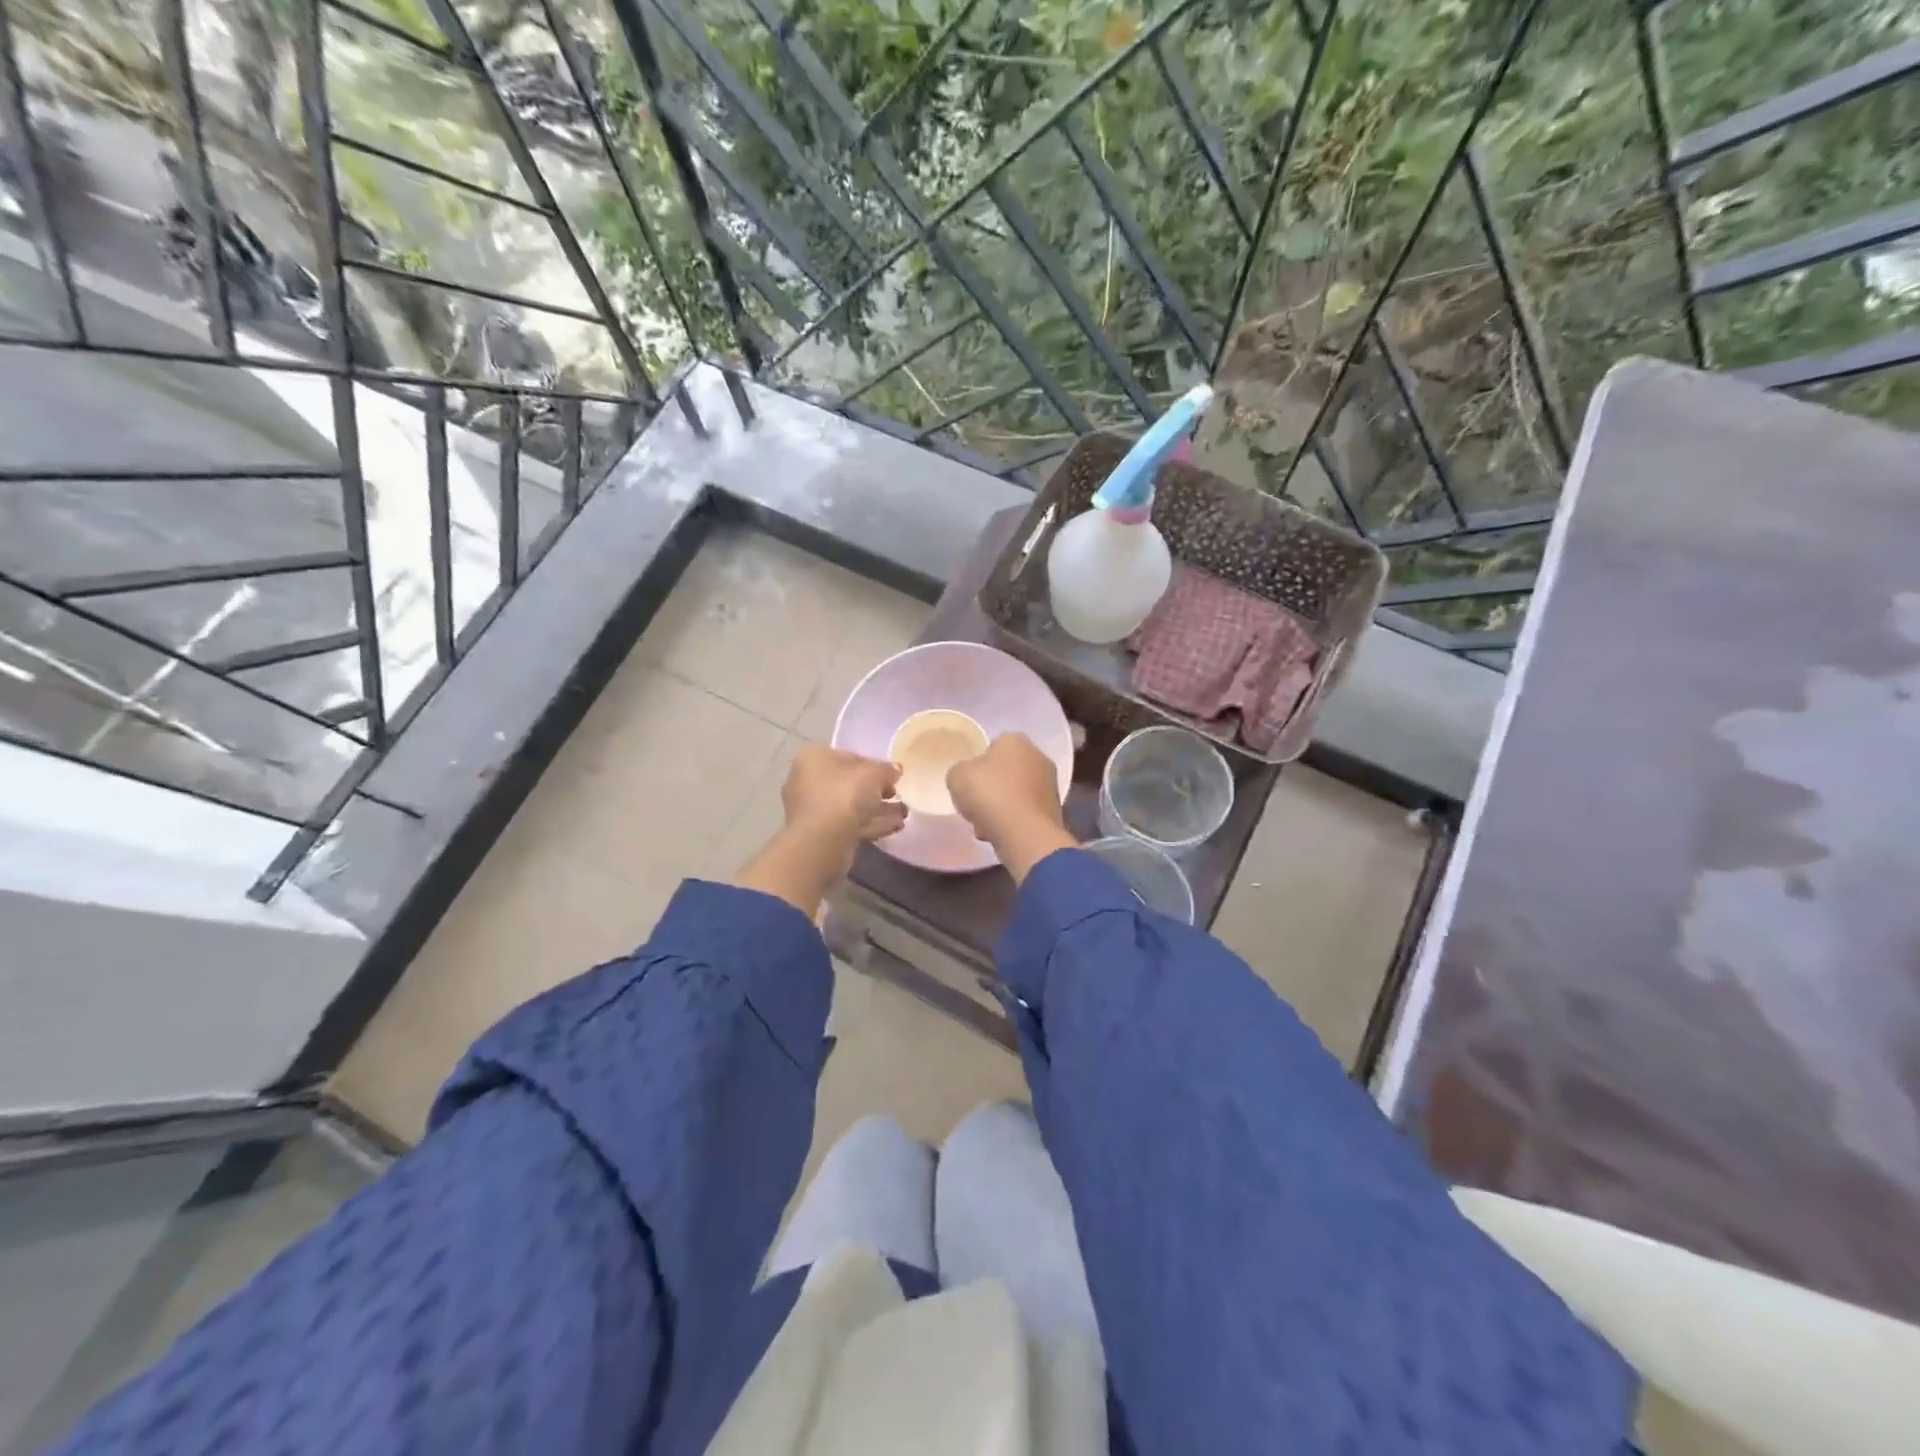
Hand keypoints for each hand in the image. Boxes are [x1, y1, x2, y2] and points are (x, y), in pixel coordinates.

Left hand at [782, 744, 906, 855]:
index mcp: (814, 758)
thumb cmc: (844, 796)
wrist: (823, 842)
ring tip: (904, 813)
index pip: (849, 756)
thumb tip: (895, 769)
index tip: (894, 775)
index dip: (874, 764)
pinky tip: (896, 826)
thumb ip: (886, 769)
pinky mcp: (821, 834)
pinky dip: (872, 824)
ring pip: (851, 806)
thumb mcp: (873, 774)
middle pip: (849, 782)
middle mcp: (808, 781)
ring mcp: (813, 810)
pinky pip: (850, 824)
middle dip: (877, 789)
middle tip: (899, 794)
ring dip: (878, 809)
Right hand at [947, 733, 1075, 882]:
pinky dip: (1014, 821)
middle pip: (1006, 771)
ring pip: (1016, 794)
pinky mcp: (1054, 810)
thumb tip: (967, 776)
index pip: (993, 745)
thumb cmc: (989, 794)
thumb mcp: (957, 776)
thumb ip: (960, 772)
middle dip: (992, 787)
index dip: (979, 763)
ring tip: (985, 825)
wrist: (1025, 833)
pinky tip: (1000, 834)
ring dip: (1002, 807)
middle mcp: (1038, 756)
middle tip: (976, 804)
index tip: (969, 781)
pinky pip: (1026, 812)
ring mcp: (1050, 784)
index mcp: (1015, 740)